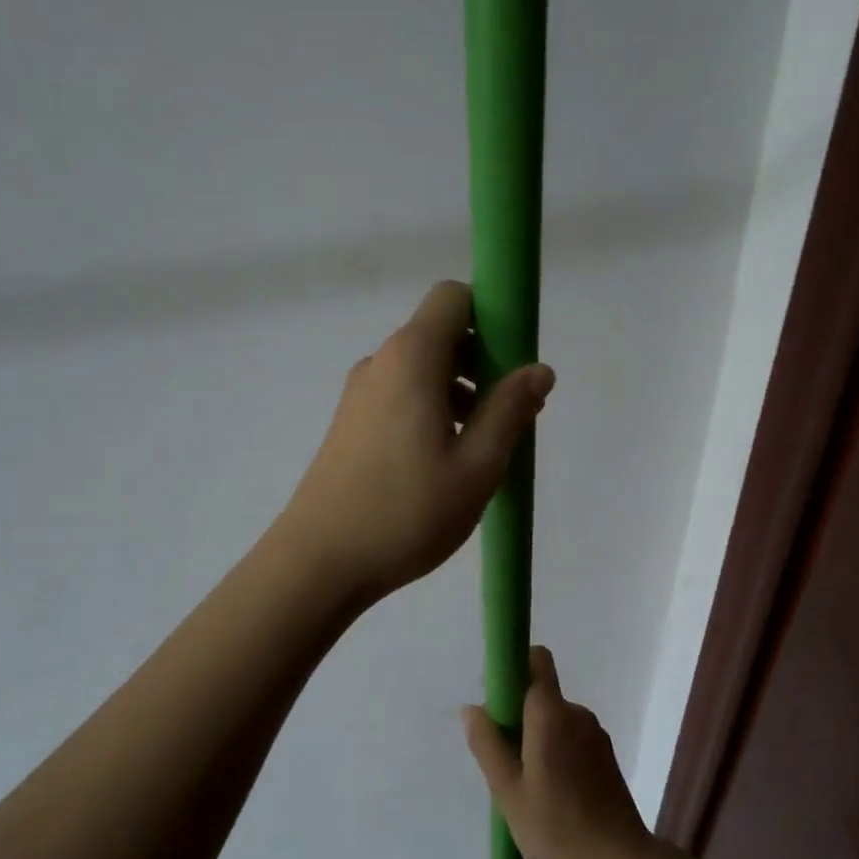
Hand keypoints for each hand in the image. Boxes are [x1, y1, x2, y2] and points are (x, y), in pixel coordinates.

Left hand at [276, 280, 553, 601]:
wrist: (319, 561)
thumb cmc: (406, 512)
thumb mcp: (477, 466)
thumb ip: (510, 410)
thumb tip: (538, 369)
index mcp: (411, 358)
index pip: (452, 298)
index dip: (490, 316)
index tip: (513, 363)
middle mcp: (380, 363)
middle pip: (439, 334)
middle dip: (482, 362)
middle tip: (508, 416)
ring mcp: (359, 394)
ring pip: (421, 370)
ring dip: (458, 392)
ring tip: (480, 449)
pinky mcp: (349, 424)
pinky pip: (400, 397)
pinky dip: (430, 411)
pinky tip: (443, 463)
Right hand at [462, 647, 653, 858]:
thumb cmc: (558, 829)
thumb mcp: (508, 792)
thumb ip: (488, 745)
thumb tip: (472, 708)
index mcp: (552, 715)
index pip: (536, 660)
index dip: (512, 668)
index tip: (494, 701)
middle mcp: (576, 715)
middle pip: (539, 694)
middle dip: (516, 716)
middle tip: (502, 762)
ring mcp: (595, 735)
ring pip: (552, 720)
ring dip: (534, 739)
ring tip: (526, 787)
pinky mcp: (605, 757)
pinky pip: (569, 738)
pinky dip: (553, 753)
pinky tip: (550, 795)